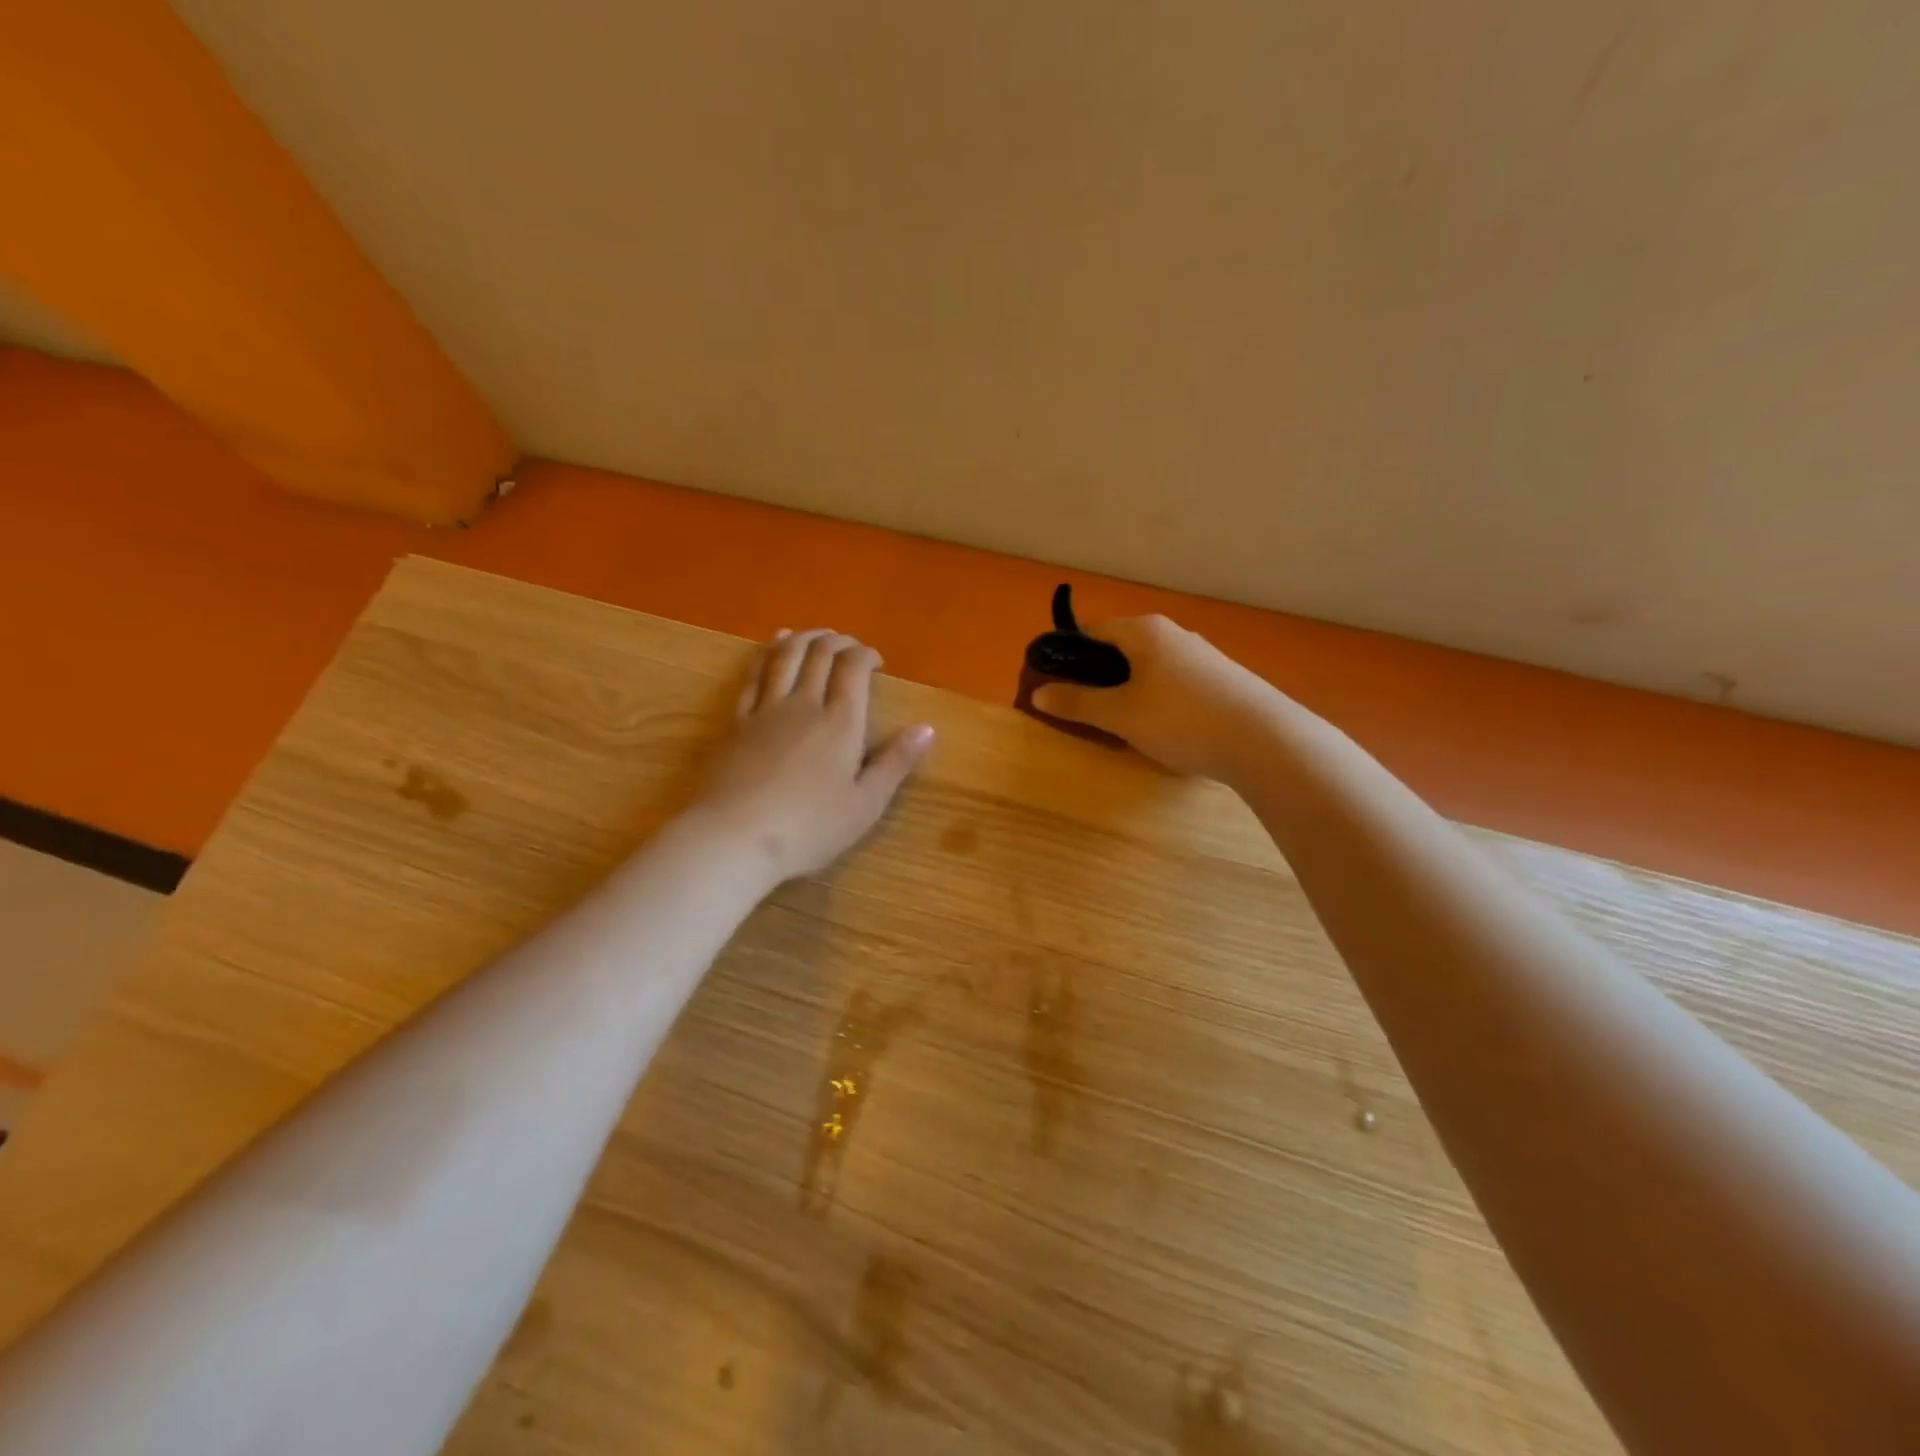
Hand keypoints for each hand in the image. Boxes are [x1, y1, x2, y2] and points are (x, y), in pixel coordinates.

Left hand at [687, 629, 934, 886]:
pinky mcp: (737, 722)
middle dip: (839, 641)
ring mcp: (766, 710)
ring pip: (785, 656)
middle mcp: (804, 704)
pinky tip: (774, 649)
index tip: (877, 662)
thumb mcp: (866, 804)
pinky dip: (769, 654)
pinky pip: (755, 676)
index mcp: (841, 722)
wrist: (734, 837)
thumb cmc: (809, 827)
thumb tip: (927, 728)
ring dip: (804, 638)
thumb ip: (896, 763)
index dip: (866, 654)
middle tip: (850, 647)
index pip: (853, 667)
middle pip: (820, 653)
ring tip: (816, 634)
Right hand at [1030, 616, 1280, 780]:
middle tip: (1080, 710)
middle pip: (1119, 649)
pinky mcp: (1219, 679)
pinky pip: (1171, 682)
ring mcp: (1200, 656)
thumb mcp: (1120, 714)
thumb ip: (1077, 702)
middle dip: (1094, 676)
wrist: (1265, 741)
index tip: (1050, 684)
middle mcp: (1172, 634)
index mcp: (1144, 631)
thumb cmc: (1181, 719)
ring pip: (1146, 667)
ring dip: (1125, 690)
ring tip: (1117, 723)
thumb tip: (1038, 693)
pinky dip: (1153, 698)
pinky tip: (1158, 728)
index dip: (1065, 656)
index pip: (1090, 631)